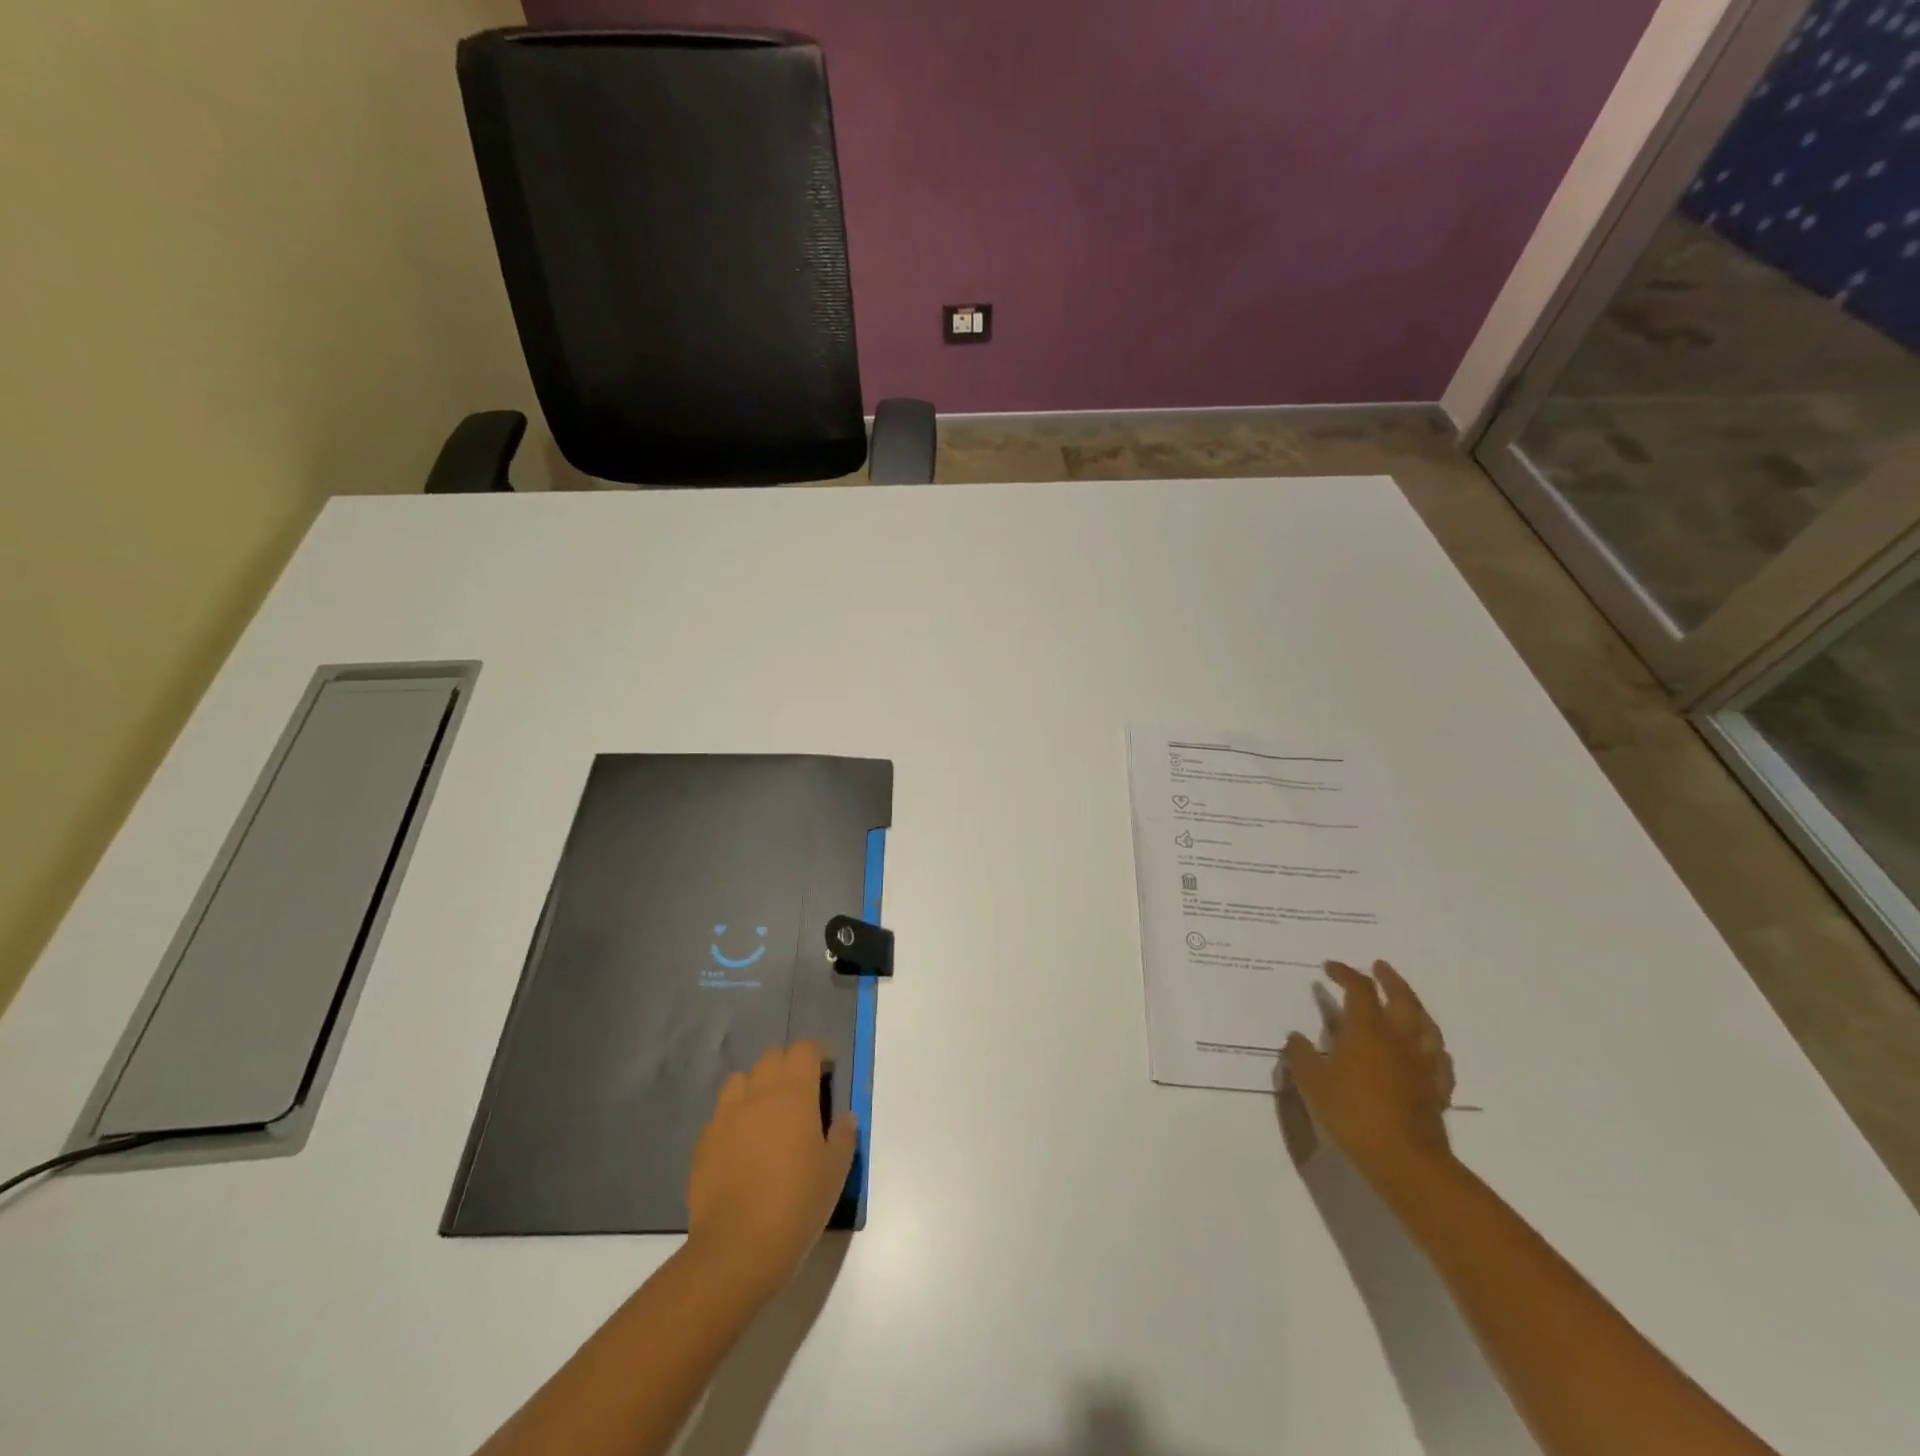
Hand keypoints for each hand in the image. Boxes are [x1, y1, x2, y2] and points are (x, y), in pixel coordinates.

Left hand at [686, 1042, 857, 1300]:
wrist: (737, 1249)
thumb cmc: (796, 1204)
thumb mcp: (835, 1171)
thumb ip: (842, 1136)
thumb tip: (843, 1118)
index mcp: (793, 1093)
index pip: (804, 1049)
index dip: (817, 1055)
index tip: (827, 1074)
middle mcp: (757, 1093)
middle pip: (772, 1057)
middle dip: (788, 1066)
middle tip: (801, 1096)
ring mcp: (725, 1116)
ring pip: (741, 1080)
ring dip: (756, 1087)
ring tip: (767, 1116)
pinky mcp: (703, 1143)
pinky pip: (721, 1116)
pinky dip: (734, 1120)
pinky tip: (742, 1149)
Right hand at [1283, 961, 1455, 1188]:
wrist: (1404, 1160)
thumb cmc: (1352, 1113)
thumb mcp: (1312, 1083)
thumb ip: (1301, 1056)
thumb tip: (1296, 1038)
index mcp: (1368, 1029)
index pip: (1359, 989)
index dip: (1345, 973)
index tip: (1329, 967)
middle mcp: (1399, 1039)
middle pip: (1402, 998)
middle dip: (1390, 979)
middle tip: (1379, 966)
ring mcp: (1423, 1064)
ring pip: (1426, 1025)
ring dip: (1415, 1007)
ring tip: (1407, 1001)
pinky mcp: (1437, 1090)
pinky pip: (1440, 1060)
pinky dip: (1432, 1048)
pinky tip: (1429, 1050)